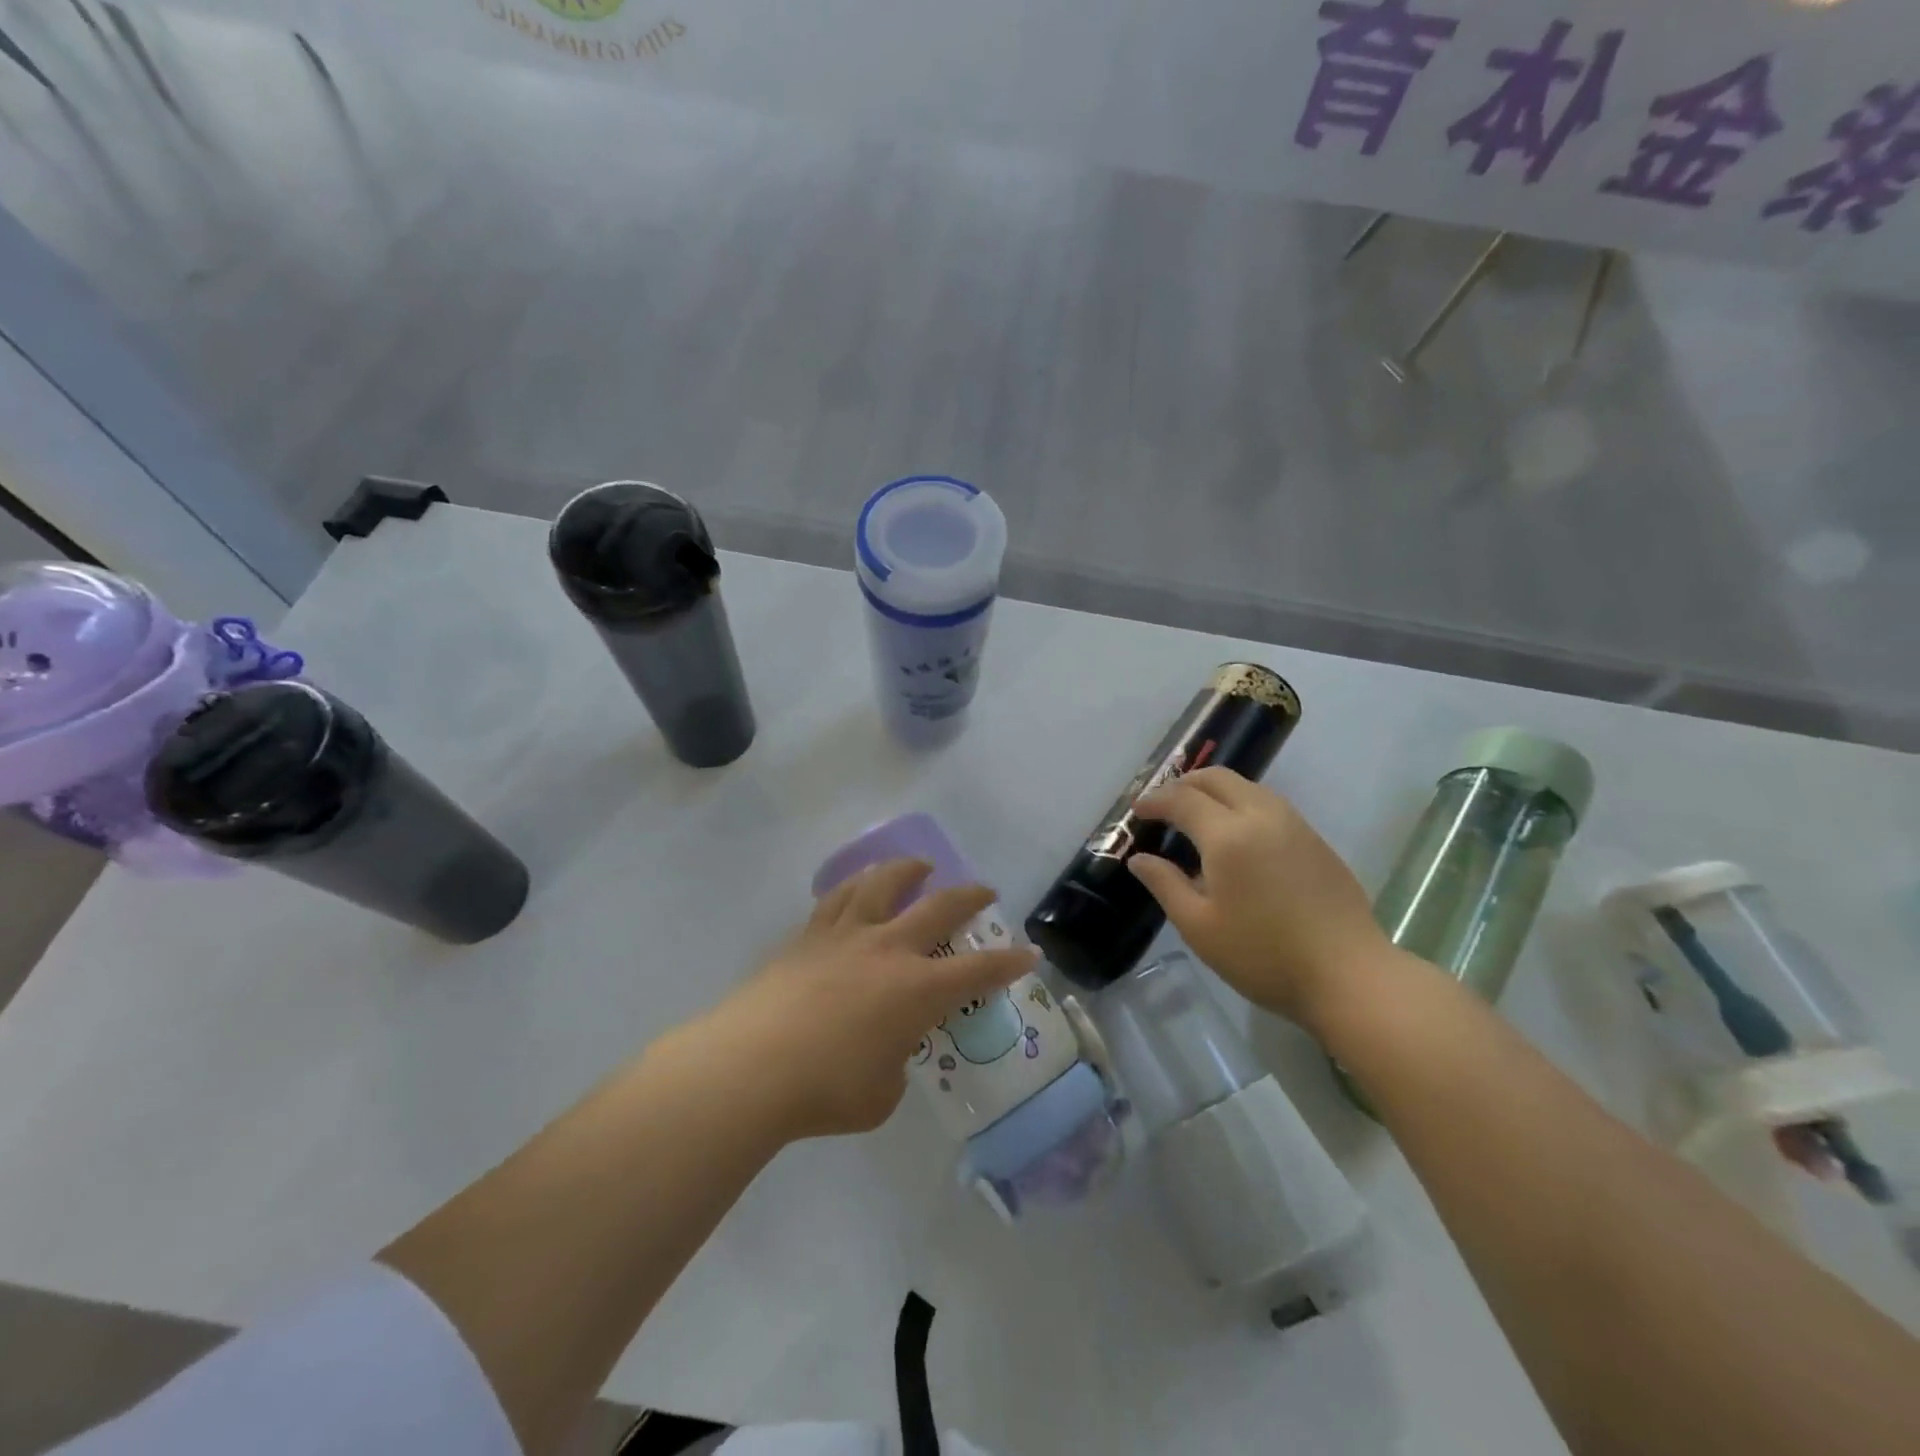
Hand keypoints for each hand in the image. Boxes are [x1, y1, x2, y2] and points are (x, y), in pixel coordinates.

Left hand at [691, 858, 1036, 1141]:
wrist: (750, 1067)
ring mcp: (844, 936)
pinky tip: (855, 888)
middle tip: (983, 890)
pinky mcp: (805, 937)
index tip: (1028, 952)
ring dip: (906, 870)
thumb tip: (885, 1049)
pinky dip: (855, 887)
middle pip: (937, 907)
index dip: (1008, 963)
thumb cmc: (825, 1090)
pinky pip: (837, 898)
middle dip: (968, 897)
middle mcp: (886, 949)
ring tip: (916, 866)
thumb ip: (894, 1064)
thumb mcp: (880, 1094)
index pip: (977, 971)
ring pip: (881, 884)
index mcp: (916, 989)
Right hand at [1127, 767, 1390, 1027]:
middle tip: (1163, 804)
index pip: (1182, 799)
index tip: (1136, 811)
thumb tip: (1139, 859)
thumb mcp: (1199, 927)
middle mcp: (1261, 816)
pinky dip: (1242, 804)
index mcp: (1228, 835)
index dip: (1154, 800)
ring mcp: (1295, 825)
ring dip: (1215, 791)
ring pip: (1247, 786)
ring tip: (1197, 815)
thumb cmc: (1263, 955)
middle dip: (1184, 783)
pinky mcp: (1316, 840)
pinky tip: (1237, 836)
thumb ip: (1165, 885)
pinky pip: (1269, 804)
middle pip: (1217, 778)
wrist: (1349, 975)